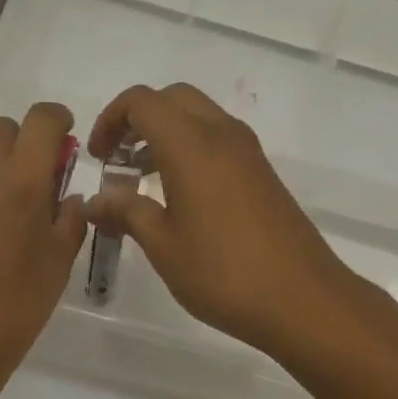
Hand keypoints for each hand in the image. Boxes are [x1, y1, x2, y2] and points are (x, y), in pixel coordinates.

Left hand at [0, 96, 85, 396]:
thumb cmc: (12, 309)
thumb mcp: (59, 264)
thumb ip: (69, 220)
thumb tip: (67, 196)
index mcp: (23, 178)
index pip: (45, 118)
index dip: (56, 124)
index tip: (56, 143)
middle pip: (0, 123)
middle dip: (13, 147)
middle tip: (9, 184)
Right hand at [84, 84, 355, 354]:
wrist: (302, 299)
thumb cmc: (222, 273)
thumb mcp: (162, 245)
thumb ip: (126, 212)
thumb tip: (95, 201)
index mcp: (192, 144)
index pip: (142, 102)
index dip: (111, 119)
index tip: (99, 158)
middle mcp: (222, 134)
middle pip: (173, 99)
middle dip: (139, 119)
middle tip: (119, 160)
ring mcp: (248, 153)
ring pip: (199, 117)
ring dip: (166, 134)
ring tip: (143, 181)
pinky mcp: (263, 174)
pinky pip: (219, 141)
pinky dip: (191, 150)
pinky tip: (180, 198)